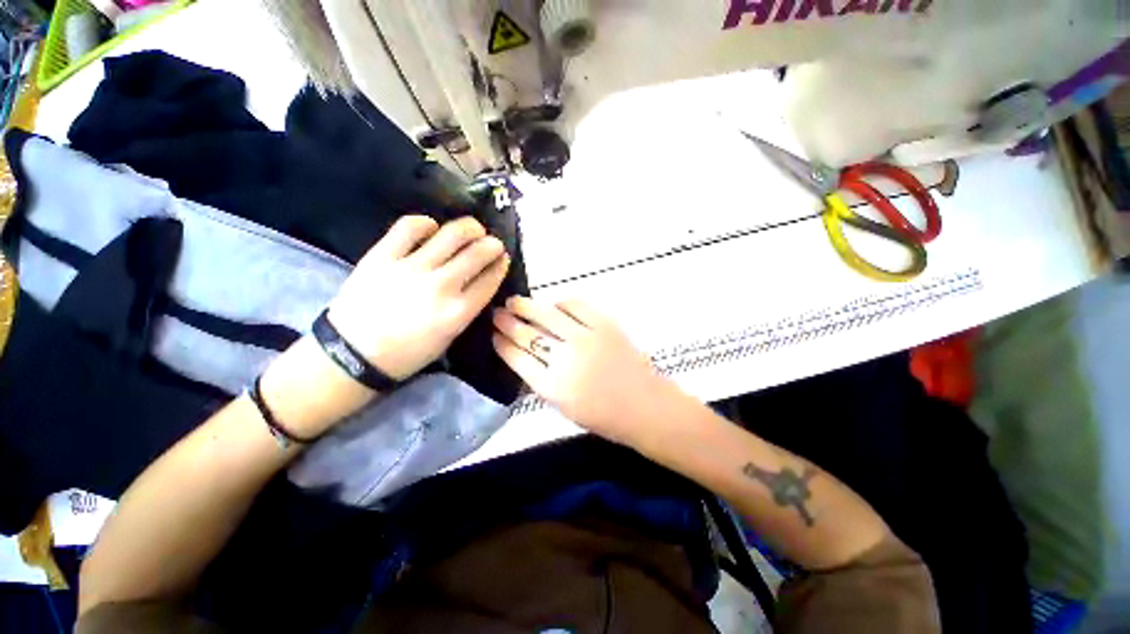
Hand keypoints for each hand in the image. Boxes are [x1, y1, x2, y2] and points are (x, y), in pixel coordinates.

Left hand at [328, 215, 509, 379]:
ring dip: (469, 228)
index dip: (501, 265)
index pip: (490, 279)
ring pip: (451, 235)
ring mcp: (411, 268)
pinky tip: (432, 227)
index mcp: (458, 312)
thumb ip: (466, 309)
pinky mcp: (383, 256)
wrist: (352, 354)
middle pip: (477, 254)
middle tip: (493, 243)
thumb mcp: (448, 338)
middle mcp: (440, 286)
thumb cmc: (406, 353)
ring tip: (472, 229)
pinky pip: (410, 227)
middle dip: (492, 244)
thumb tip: (477, 282)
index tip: (503, 258)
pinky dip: (426, 223)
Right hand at [491, 297, 682, 446]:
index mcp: (552, 387)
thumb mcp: (563, 407)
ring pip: (547, 314)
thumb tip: (524, 354)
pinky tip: (553, 304)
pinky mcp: (604, 325)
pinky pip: (576, 305)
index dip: (502, 344)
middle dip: (507, 322)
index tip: (493, 335)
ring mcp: (586, 338)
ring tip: (514, 302)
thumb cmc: (603, 415)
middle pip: (527, 334)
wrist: (644, 406)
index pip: (517, 359)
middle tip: (496, 314)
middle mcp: (564, 360)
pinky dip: (560, 302)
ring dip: (527, 306)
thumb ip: (541, 381)